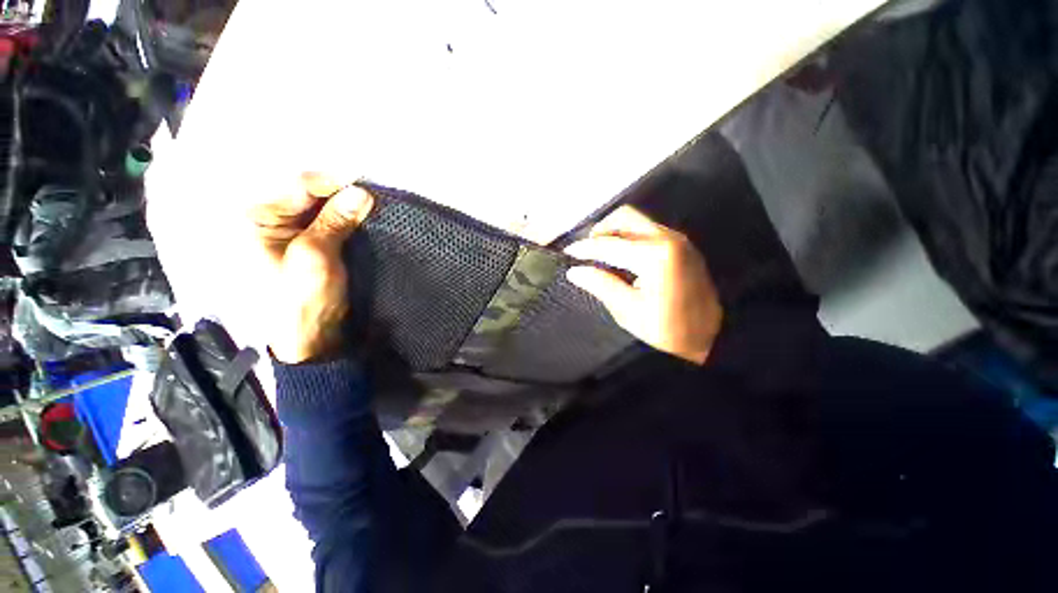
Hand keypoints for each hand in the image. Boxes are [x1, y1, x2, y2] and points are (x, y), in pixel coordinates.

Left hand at [248, 174, 373, 362]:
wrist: (308, 350)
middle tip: (364, 192)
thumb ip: (335, 220)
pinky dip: (337, 219)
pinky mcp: (297, 246)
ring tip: (363, 203)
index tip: (360, 181)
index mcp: (253, 222)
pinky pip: (318, 222)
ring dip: (338, 205)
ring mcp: (280, 235)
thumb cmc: (299, 304)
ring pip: (313, 206)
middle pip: (303, 193)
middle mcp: (263, 222)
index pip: (294, 186)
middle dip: (334, 192)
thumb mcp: (314, 258)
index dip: (329, 181)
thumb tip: (361, 192)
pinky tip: (354, 217)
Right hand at [565, 206, 722, 364]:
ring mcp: (678, 239)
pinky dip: (634, 236)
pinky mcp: (684, 245)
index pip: (610, 244)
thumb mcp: (631, 313)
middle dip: (602, 229)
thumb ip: (603, 286)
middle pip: (626, 217)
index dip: (585, 248)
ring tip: (604, 253)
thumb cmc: (670, 329)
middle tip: (588, 249)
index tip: (567, 253)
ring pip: (639, 221)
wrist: (712, 334)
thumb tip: (575, 271)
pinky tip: (627, 256)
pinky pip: (652, 229)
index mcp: (654, 256)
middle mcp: (667, 238)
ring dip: (618, 231)